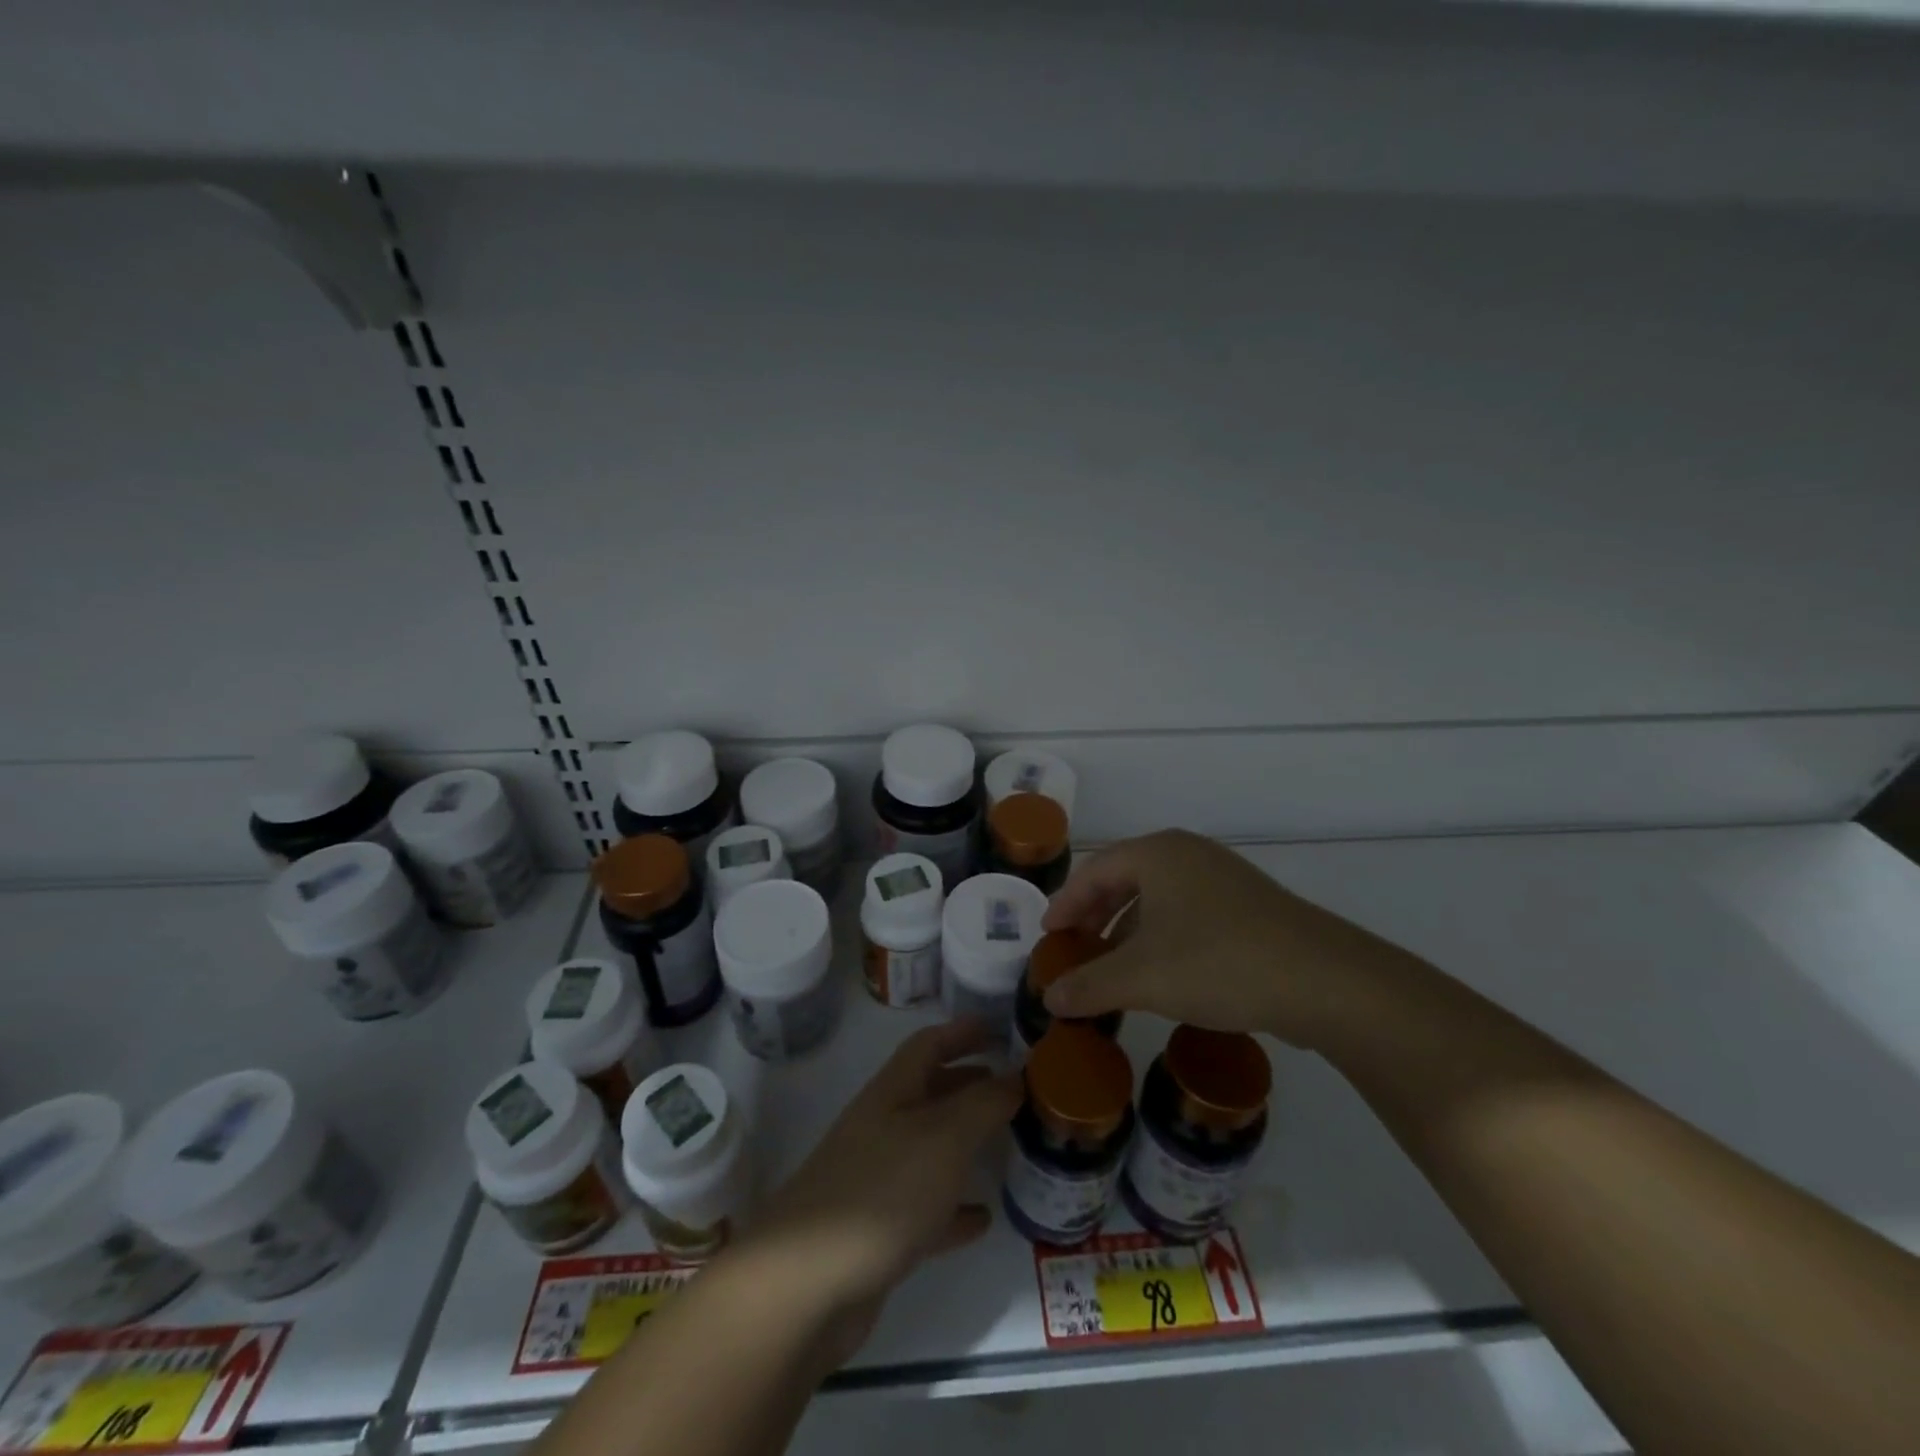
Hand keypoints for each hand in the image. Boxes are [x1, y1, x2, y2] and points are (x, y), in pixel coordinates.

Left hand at [738, 1020, 1021, 1351]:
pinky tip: (983, 1217)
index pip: (929, 1044)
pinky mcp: (878, 1232)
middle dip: (970, 1083)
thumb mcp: (944, 1137)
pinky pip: (926, 1208)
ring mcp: (877, 1179)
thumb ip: (983, 1104)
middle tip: (1014, 1087)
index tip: (1001, 1029)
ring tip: (1007, 1142)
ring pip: (930, 1148)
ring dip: (966, 1142)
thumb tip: (1015, 1077)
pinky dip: (955, 1206)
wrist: (807, 1284)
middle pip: (930, 1092)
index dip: (962, 1031)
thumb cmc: (882, 1191)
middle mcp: (883, 1127)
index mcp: (893, 1093)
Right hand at [1040, 828, 1408, 1048]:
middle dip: (1096, 915)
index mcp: (1159, 854)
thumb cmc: (1218, 962)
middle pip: (1126, 879)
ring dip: (1129, 931)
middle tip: (1075, 947)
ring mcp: (1224, 879)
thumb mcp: (1142, 978)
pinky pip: (1188, 915)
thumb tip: (1048, 998)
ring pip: (1159, 899)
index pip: (1095, 870)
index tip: (1048, 935)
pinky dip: (1163, 939)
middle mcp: (1190, 855)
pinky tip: (1162, 975)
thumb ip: (1089, 985)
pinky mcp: (1250, 908)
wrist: (1325, 981)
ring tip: (1113, 967)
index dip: (1066, 902)